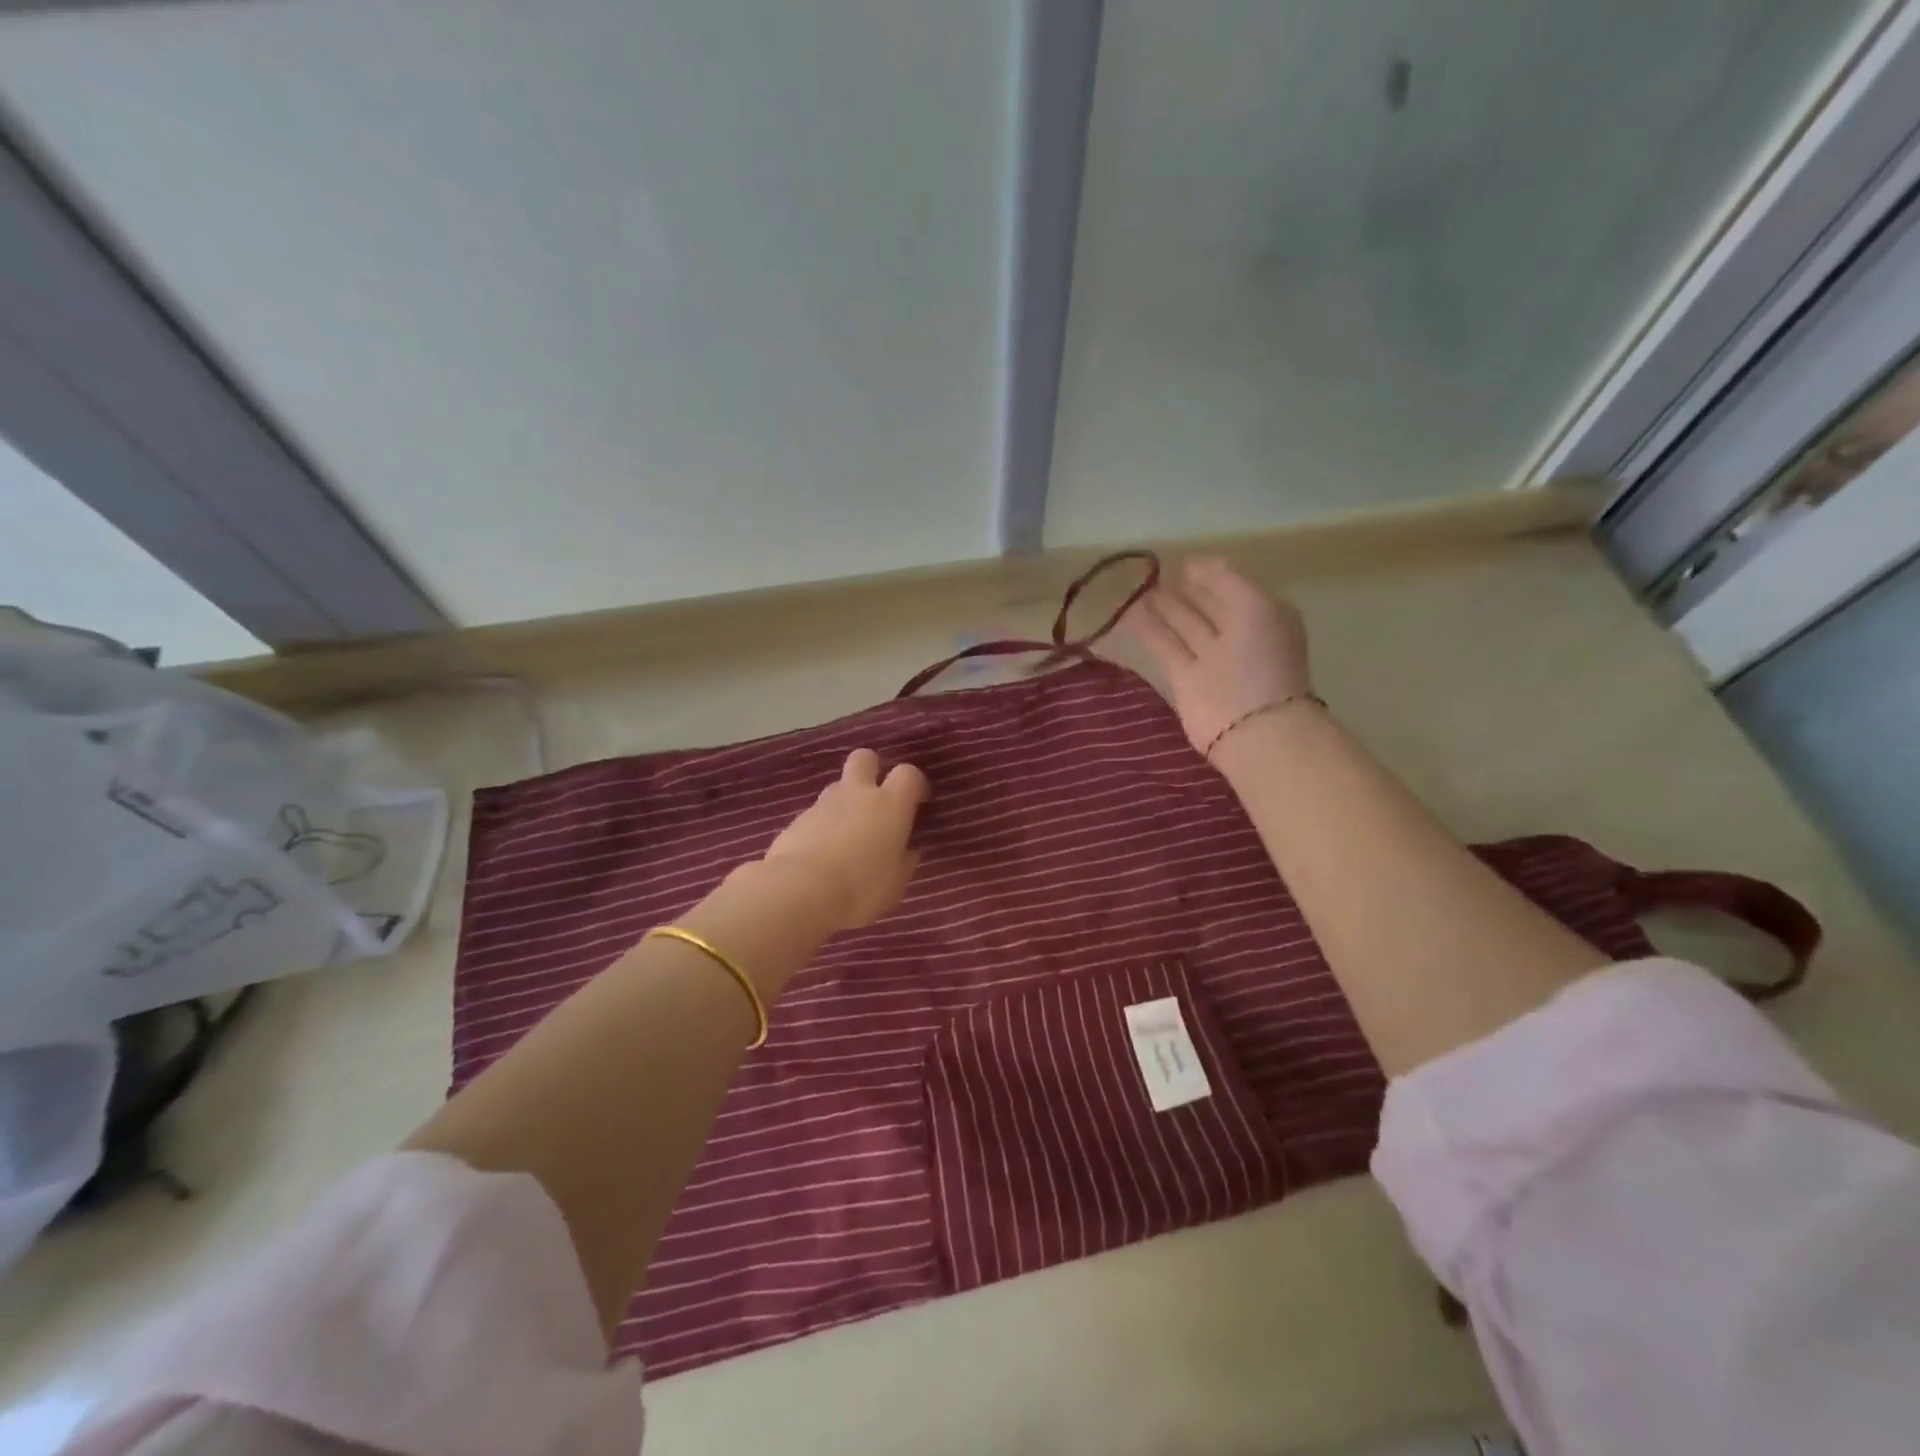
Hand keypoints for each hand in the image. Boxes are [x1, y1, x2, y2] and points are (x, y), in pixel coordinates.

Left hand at [762, 749, 929, 928]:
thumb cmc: (861, 888)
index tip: (918, 802)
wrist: (799, 893)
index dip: (915, 784)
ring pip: (837, 786)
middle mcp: (856, 794)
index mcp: (889, 805)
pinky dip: (823, 825)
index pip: (908, 774)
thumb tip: (908, 851)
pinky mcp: (796, 820)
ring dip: (846, 801)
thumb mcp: (895, 884)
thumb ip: (904, 861)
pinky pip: (816, 813)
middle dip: (873, 770)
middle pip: (865, 758)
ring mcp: (822, 804)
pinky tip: (822, 852)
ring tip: (848, 834)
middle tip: (878, 799)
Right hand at [1121, 556, 1313, 755]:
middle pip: (1206, 607)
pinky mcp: (1185, 680)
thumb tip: (1194, 563)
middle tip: (1154, 574)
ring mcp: (1210, 660)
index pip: (1231, 588)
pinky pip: (1165, 647)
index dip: (1208, 574)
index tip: (1181, 562)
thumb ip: (1225, 579)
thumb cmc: (1261, 658)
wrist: (1251, 726)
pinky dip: (1148, 630)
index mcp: (1263, 616)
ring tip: (1136, 590)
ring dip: (1161, 608)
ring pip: (1183, 626)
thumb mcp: (1254, 604)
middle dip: (1183, 590)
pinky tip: (1128, 613)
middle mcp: (1238, 636)